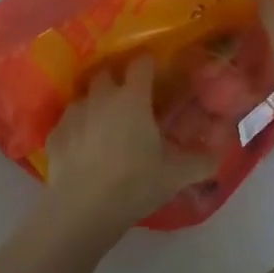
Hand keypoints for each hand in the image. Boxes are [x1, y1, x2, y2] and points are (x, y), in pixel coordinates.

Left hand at [42, 57, 218, 244]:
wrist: (83, 209)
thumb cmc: (134, 184)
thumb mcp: (175, 176)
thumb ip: (200, 163)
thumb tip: (218, 157)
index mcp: (132, 98)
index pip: (141, 64)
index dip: (148, 64)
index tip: (154, 72)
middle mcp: (101, 97)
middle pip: (105, 73)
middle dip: (115, 79)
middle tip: (127, 99)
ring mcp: (74, 113)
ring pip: (84, 97)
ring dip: (94, 104)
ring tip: (102, 125)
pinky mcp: (55, 134)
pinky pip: (67, 123)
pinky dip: (76, 130)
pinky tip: (81, 148)